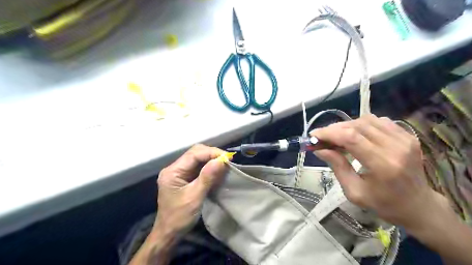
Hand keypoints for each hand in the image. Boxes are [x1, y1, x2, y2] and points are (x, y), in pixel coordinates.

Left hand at [155, 145, 228, 237]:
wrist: (169, 233)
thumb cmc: (180, 217)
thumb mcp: (195, 197)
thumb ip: (207, 177)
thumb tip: (220, 161)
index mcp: (173, 171)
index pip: (193, 154)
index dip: (211, 153)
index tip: (227, 157)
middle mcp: (174, 168)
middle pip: (195, 153)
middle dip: (212, 154)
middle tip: (227, 160)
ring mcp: (179, 172)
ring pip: (198, 159)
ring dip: (211, 160)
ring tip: (224, 164)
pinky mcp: (184, 177)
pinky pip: (198, 167)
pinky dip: (209, 167)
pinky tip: (217, 170)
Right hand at [313, 115, 440, 230]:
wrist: (419, 206)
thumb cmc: (384, 204)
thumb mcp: (354, 192)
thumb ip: (337, 167)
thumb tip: (319, 149)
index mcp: (383, 165)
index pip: (351, 138)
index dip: (329, 133)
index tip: (313, 136)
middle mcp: (396, 147)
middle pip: (357, 126)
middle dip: (334, 129)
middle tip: (321, 137)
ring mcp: (405, 138)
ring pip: (366, 120)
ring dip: (347, 125)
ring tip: (337, 137)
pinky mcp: (407, 135)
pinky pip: (378, 121)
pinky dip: (361, 124)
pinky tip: (355, 135)